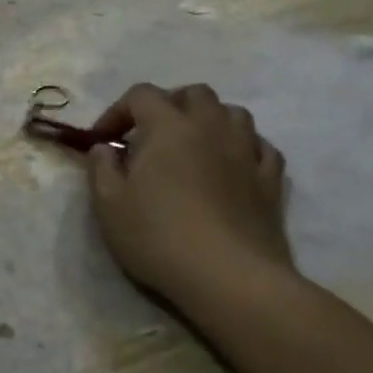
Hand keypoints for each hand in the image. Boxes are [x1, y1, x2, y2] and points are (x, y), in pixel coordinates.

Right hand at [85, 83, 296, 311]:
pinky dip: (244, 147)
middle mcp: (211, 127)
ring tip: (194, 145)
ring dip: (210, 120)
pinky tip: (233, 165)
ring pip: (233, 113)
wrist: (230, 278)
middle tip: (151, 134)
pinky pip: (261, 147)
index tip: (104, 140)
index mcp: (168, 126)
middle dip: (169, 104)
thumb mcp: (109, 205)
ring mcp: (247, 152)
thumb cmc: (160, 237)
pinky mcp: (271, 181)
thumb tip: (104, 148)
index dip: (117, 110)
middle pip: (194, 93)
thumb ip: (101, 168)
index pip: (141, 95)